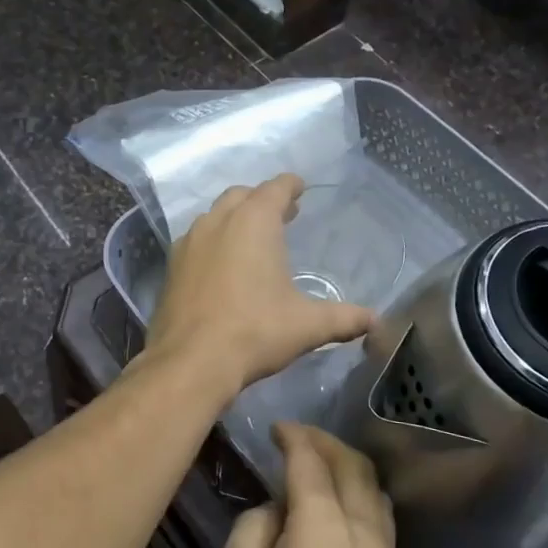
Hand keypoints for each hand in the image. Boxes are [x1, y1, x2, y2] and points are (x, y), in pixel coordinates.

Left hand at [145, 174, 373, 398]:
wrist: (191, 361)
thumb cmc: (255, 332)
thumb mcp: (307, 326)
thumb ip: (343, 318)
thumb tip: (375, 321)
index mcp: (254, 222)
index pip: (275, 189)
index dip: (290, 186)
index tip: (299, 187)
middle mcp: (218, 222)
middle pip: (242, 196)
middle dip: (262, 200)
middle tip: (281, 215)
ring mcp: (189, 243)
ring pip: (214, 216)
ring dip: (234, 219)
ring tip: (252, 239)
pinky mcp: (171, 267)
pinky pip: (196, 241)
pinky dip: (213, 242)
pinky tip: (222, 267)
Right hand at [209, 423, 404, 547]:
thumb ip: (250, 533)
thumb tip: (274, 511)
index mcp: (325, 532)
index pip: (313, 464)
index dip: (295, 437)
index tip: (276, 426)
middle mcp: (366, 540)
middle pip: (357, 471)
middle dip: (328, 445)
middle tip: (296, 439)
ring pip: (377, 498)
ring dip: (350, 472)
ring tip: (317, 471)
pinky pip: (381, 528)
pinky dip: (360, 503)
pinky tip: (335, 516)